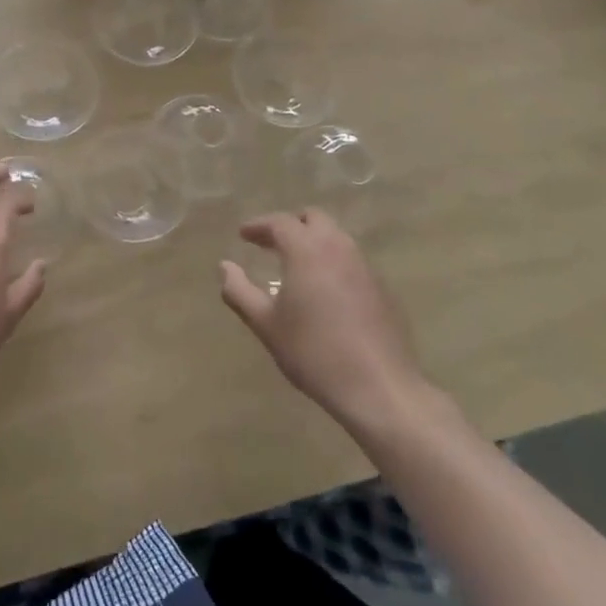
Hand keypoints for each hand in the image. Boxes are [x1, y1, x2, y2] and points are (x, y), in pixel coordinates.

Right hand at [220, 209, 434, 438]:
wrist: (379, 387)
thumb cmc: (313, 352)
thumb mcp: (266, 325)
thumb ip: (239, 291)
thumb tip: (224, 266)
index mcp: (307, 250)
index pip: (280, 222)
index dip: (259, 225)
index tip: (243, 234)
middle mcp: (337, 247)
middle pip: (313, 218)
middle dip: (290, 225)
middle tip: (270, 244)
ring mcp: (364, 265)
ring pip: (335, 236)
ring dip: (313, 241)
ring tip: (295, 264)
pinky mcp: (381, 287)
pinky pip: (351, 259)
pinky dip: (332, 261)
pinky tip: (325, 289)